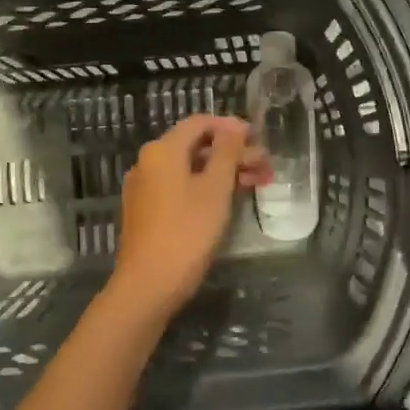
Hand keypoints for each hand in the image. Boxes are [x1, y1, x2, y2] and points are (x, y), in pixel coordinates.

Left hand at [106, 116, 266, 322]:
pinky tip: (229, 201)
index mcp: (162, 150)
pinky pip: (179, 187)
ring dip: (223, 172)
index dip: (231, 126)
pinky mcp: (146, 211)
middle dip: (232, 153)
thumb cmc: (186, 232)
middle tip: (265, 166)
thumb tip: (234, 126)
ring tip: (257, 184)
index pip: (199, 123)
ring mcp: (145, 188)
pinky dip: (205, 188)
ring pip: (189, 169)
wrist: (148, 286)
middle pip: (195, 146)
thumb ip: (227, 153)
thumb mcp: (215, 189)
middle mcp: (148, 162)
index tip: (259, 138)